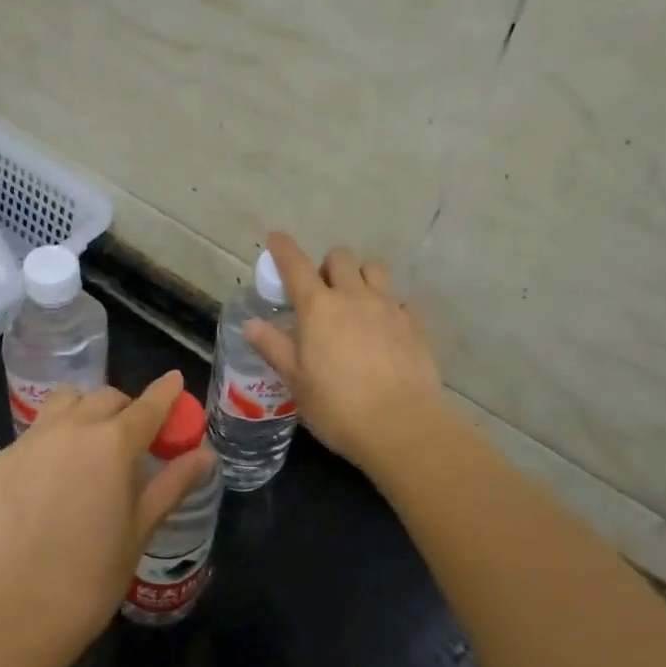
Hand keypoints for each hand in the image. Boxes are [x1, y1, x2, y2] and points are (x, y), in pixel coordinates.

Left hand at [0, 371, 211, 661]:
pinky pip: (32, 436)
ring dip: (83, 411)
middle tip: (130, 438)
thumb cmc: (91, 576)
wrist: (13, 611)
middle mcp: (71, 428)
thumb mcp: (140, 529)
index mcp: (114, 443)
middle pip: (105, 397)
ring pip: (64, 403)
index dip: (166, 392)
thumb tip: (205, 455)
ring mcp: (30, 441)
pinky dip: (49, 444)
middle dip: (124, 408)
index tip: (175, 381)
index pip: (148, 405)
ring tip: (86, 445)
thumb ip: (172, 483)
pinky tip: (47, 481)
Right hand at [243, 231, 444, 474]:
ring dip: (360, 276)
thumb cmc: (338, 407)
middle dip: (327, 266)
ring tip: (355, 302)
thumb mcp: (296, 381)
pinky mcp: (415, 323)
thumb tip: (250, 324)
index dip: (283, 248)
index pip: (296, 264)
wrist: (402, 426)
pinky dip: (388, 305)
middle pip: (340, 257)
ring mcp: (388, 307)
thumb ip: (274, 347)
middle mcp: (353, 297)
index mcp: (318, 308)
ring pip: (374, 269)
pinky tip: (385, 329)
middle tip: (321, 292)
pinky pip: (399, 300)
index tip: (276, 239)